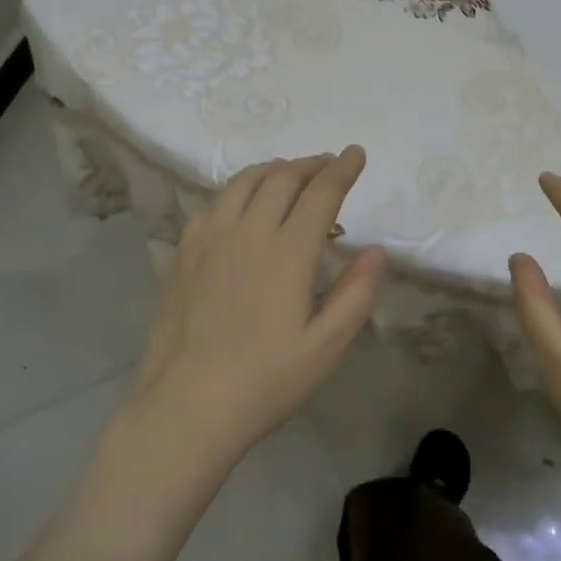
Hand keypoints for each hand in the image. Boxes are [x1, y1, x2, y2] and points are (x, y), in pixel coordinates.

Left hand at [123, 148, 386, 475]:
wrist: (186, 407)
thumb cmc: (265, 382)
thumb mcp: (326, 348)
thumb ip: (356, 294)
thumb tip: (377, 250)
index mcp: (287, 253)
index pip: (320, 193)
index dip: (342, 169)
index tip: (356, 153)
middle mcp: (247, 232)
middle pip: (282, 178)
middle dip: (311, 164)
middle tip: (329, 164)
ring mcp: (209, 239)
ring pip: (244, 182)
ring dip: (274, 169)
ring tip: (291, 172)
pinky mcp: (183, 252)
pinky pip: (214, 202)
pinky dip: (238, 188)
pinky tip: (243, 202)